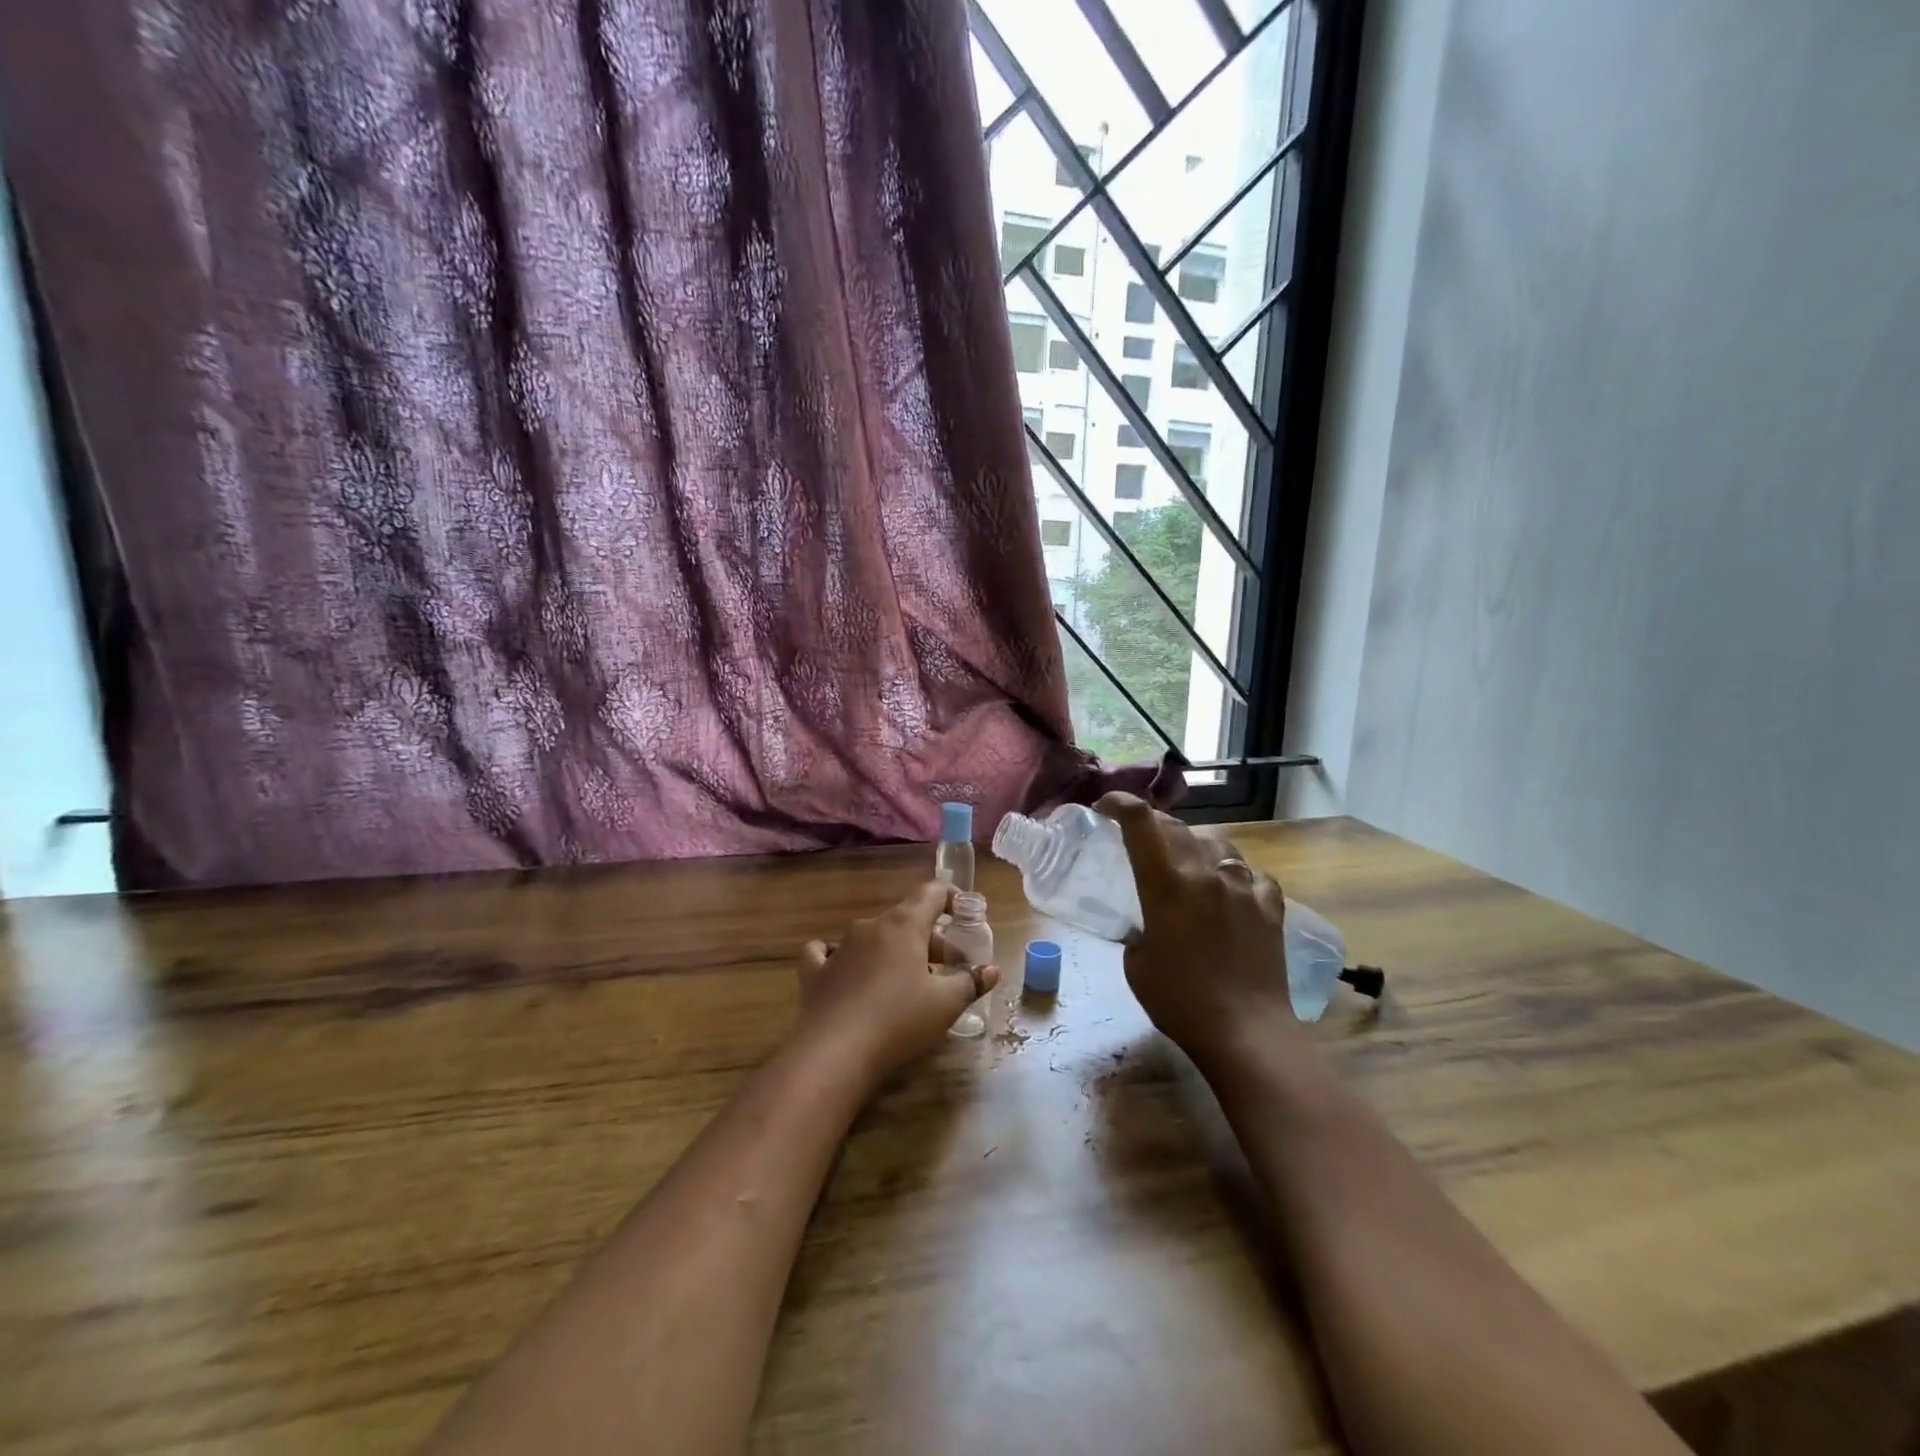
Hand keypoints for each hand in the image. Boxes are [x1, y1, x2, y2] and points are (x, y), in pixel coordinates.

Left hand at [793, 881, 1000, 1085]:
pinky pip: (828, 953)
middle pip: (907, 919)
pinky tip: (845, 971)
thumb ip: (971, 982)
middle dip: (931, 939)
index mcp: (903, 925)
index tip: (967, 913)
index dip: (953, 897)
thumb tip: (991, 970)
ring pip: (874, 937)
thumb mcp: (946, 1004)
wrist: (833, 1053)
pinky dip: (843, 958)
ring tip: (907, 981)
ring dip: (895, 952)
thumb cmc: (898, 1021)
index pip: (932, 892)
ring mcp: (839, 947)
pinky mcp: (816, 972)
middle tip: (949, 968)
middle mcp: (870, 926)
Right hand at [1094, 792, 1302, 1074]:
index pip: (1140, 822)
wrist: (1246, 1032)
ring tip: (1188, 864)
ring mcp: (1243, 887)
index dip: (1120, 803)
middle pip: (1177, 828)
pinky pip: (1252, 875)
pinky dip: (1236, 876)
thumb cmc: (1179, 1001)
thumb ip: (1137, 930)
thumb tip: (1145, 925)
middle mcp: (1206, 873)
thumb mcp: (1136, 964)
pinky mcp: (1271, 907)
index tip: (1105, 806)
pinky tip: (1232, 891)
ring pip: (1217, 845)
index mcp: (1167, 884)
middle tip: (1140, 838)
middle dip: (1153, 825)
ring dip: (1196, 847)